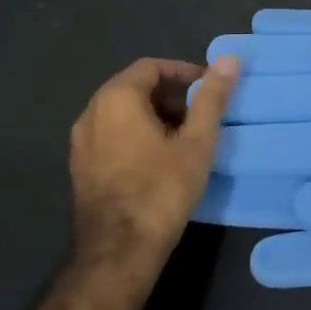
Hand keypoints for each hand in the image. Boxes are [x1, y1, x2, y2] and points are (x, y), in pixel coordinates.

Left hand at [69, 56, 238, 271]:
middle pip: (134, 87)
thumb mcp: (196, 142)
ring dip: (154, 115)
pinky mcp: (80, 167)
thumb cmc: (161, 189)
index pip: (151, 67)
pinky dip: (136, 134)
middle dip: (170, 94)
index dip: (184, 72)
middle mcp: (90, 112)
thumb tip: (229, 59)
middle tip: (201, 114)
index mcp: (116, 99)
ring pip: (121, 113)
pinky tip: (159, 159)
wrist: (118, 250)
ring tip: (185, 137)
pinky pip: (111, 135)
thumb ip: (212, 98)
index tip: (209, 89)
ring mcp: (81, 142)